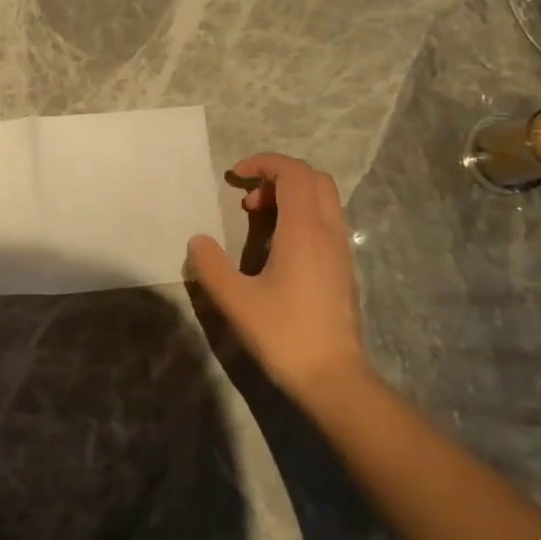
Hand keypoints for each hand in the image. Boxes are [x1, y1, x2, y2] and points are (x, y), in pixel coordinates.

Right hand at [186, 152, 370, 406]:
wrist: (332, 376)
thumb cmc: (283, 334)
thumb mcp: (235, 300)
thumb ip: (211, 266)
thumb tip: (198, 241)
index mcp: (304, 231)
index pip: (294, 173)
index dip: (264, 163)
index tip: (234, 176)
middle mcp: (328, 232)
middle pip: (314, 179)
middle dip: (278, 177)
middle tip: (247, 200)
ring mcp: (340, 251)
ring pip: (323, 201)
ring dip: (290, 197)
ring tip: (257, 220)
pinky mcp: (342, 269)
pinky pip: (325, 223)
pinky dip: (301, 217)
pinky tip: (276, 248)